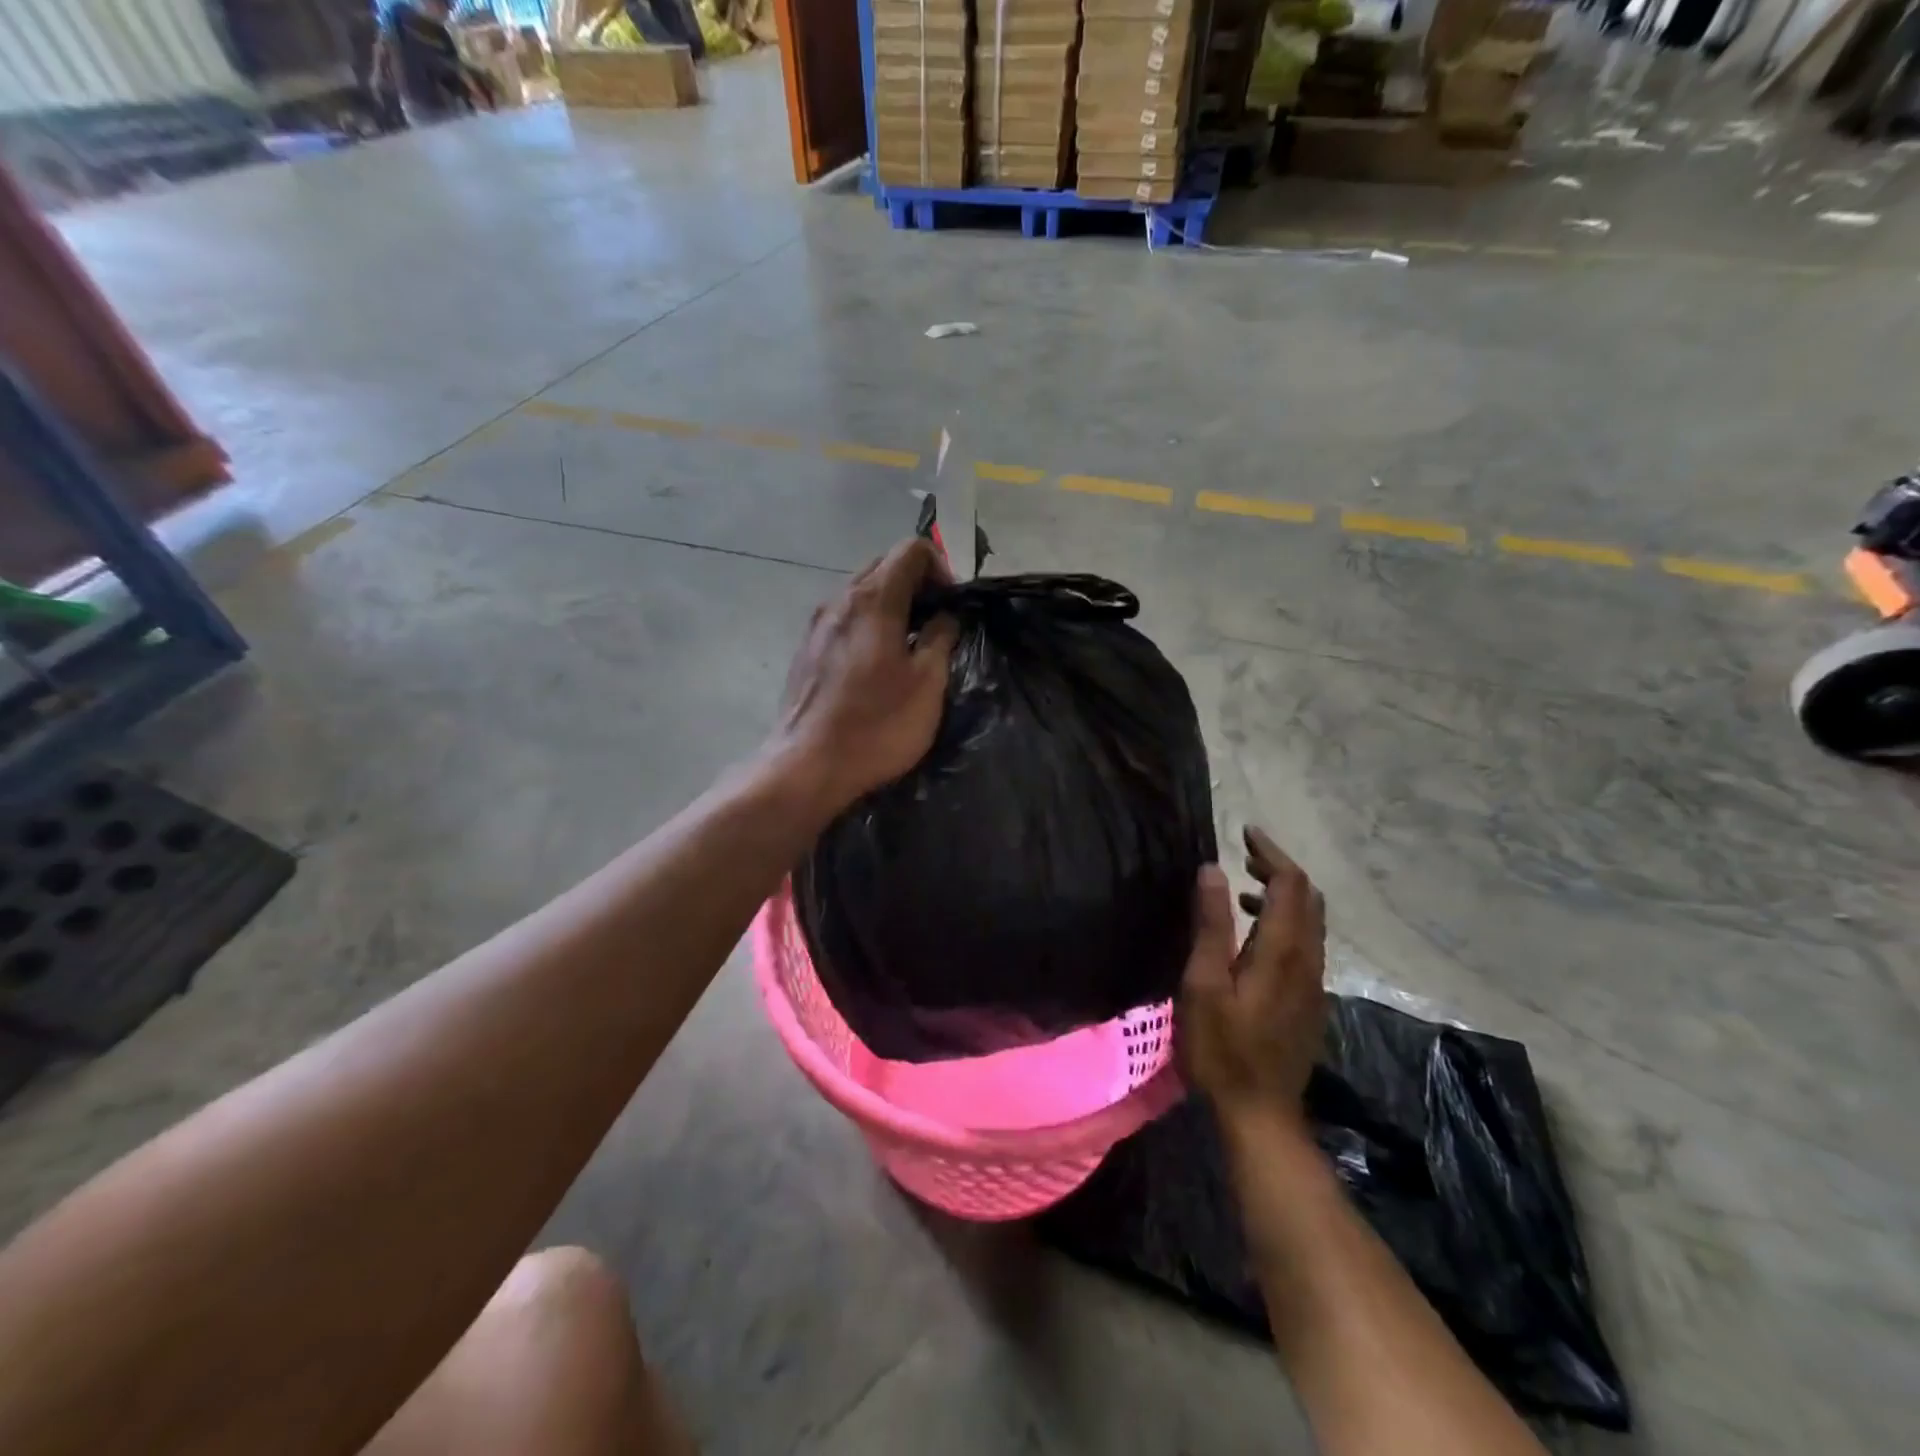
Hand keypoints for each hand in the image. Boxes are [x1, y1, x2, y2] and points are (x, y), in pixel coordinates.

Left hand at [774, 539, 958, 816]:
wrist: (808, 765)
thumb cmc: (877, 725)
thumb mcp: (927, 683)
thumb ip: (941, 639)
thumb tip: (945, 617)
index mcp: (873, 600)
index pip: (911, 550)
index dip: (941, 567)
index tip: (953, 604)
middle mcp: (840, 599)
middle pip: (883, 566)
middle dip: (916, 583)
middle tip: (938, 621)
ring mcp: (817, 624)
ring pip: (861, 592)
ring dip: (892, 604)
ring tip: (910, 643)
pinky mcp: (806, 649)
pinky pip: (844, 618)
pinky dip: (868, 623)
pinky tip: (878, 662)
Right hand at [1179, 827, 1327, 1128]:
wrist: (1261, 1115)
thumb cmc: (1222, 1048)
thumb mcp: (1204, 983)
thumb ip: (1212, 924)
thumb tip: (1214, 869)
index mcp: (1283, 951)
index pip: (1290, 884)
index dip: (1271, 852)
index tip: (1245, 831)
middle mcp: (1308, 960)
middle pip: (1308, 898)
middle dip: (1279, 869)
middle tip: (1245, 855)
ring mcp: (1314, 983)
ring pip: (1311, 921)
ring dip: (1282, 895)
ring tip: (1242, 890)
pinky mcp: (1310, 1001)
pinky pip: (1306, 944)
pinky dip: (1284, 921)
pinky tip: (1253, 937)